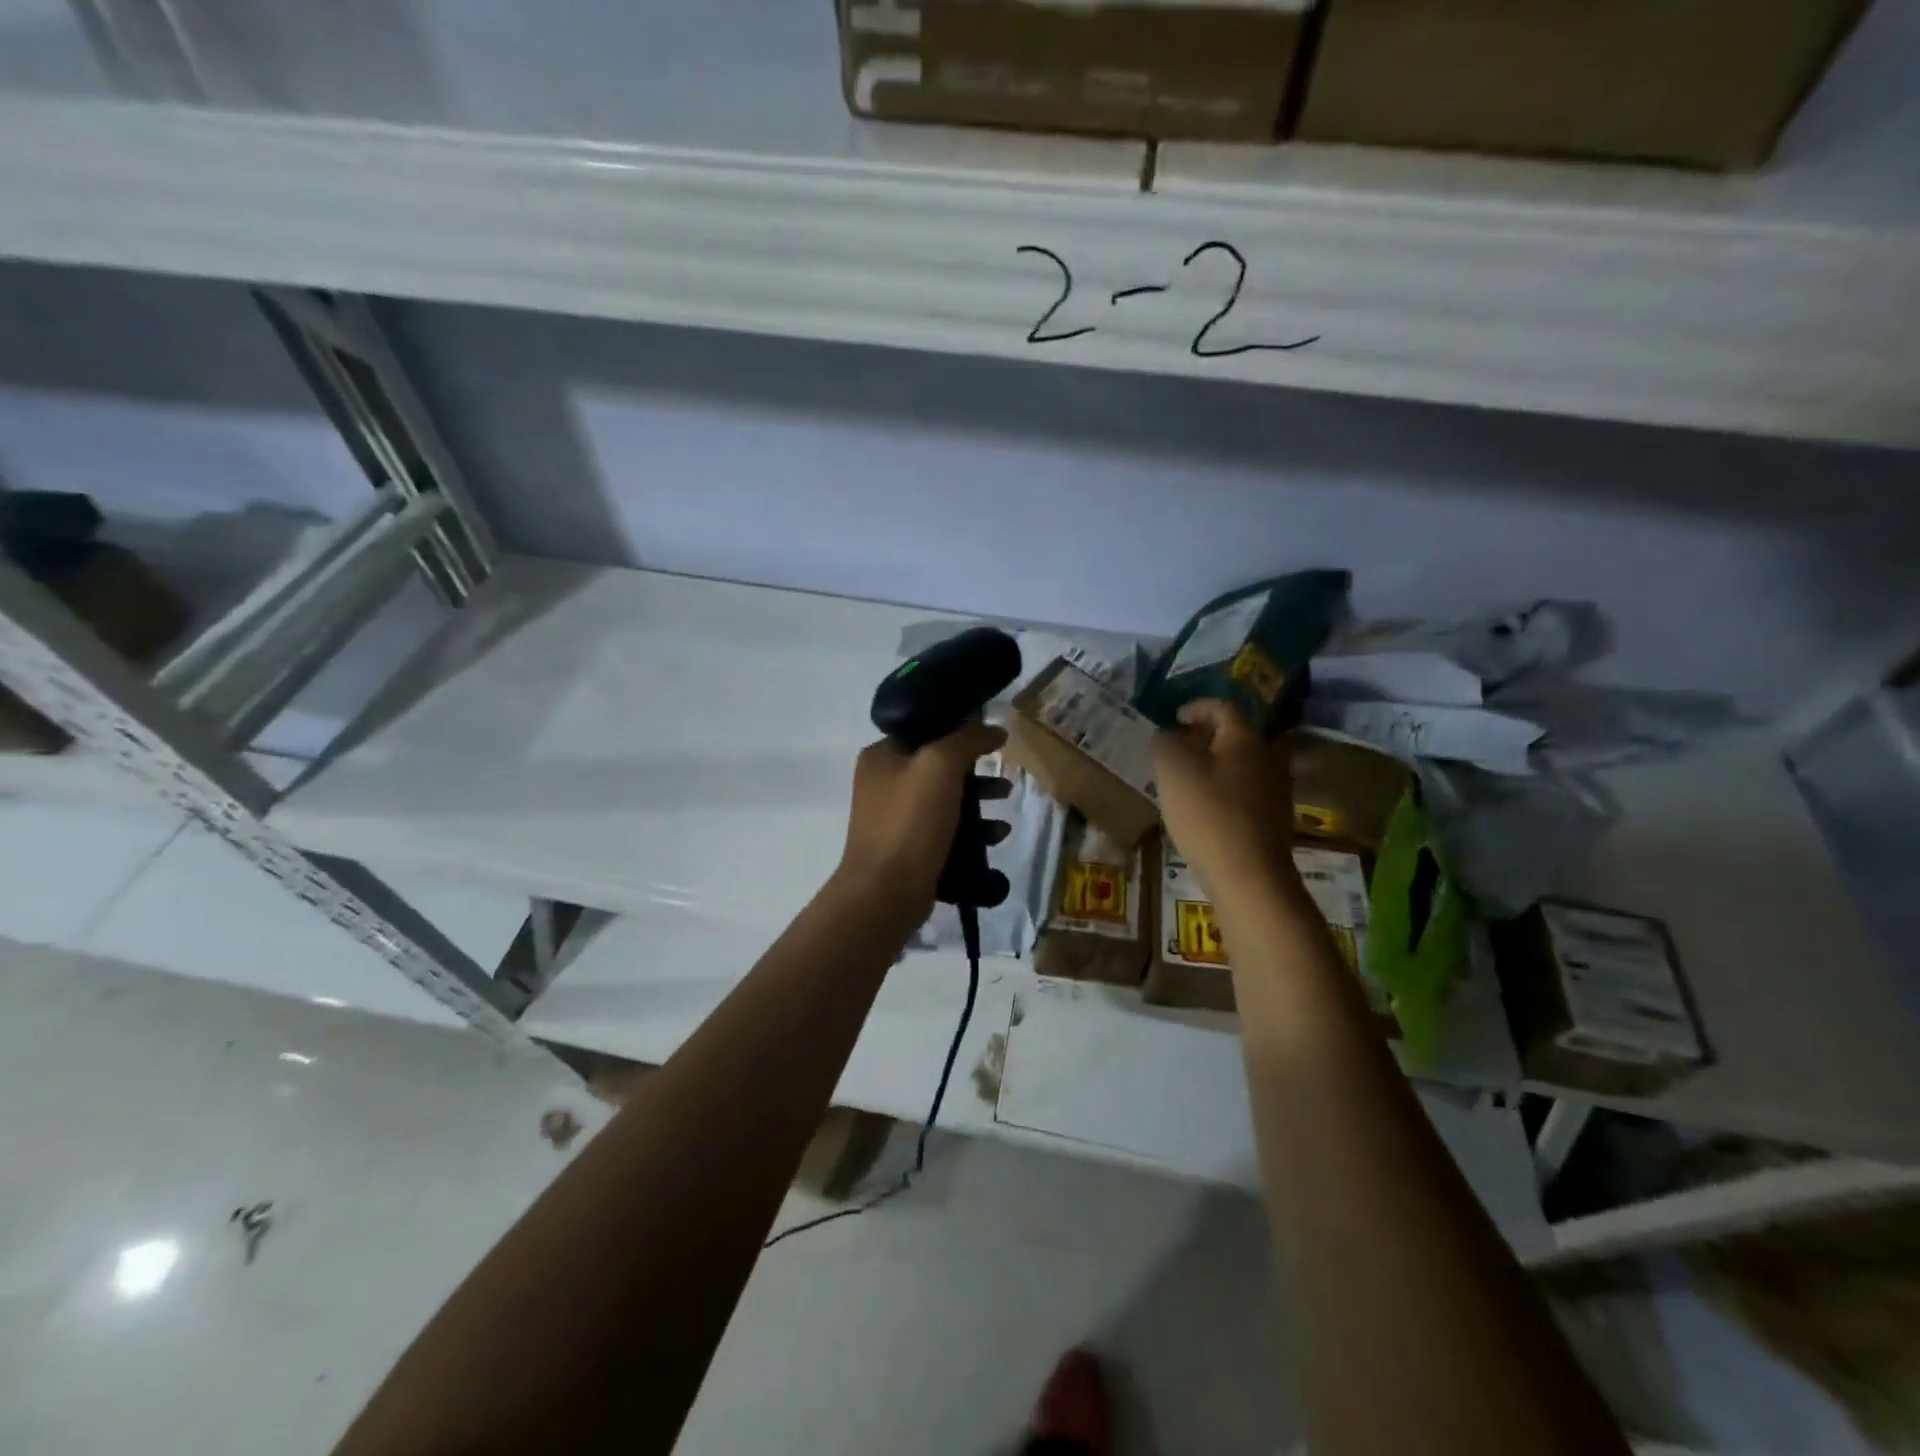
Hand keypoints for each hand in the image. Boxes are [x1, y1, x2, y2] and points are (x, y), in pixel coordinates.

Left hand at [835, 719, 1007, 921]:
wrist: (886, 893)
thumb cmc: (910, 821)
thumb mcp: (940, 765)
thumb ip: (967, 739)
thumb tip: (994, 727)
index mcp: (882, 756)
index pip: (925, 729)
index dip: (960, 730)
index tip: (992, 738)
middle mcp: (883, 783)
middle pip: (938, 766)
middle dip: (976, 770)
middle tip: (1004, 774)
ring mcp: (895, 819)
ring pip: (945, 799)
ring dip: (979, 799)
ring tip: (1007, 801)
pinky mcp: (909, 849)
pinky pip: (946, 830)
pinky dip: (972, 830)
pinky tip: (997, 836)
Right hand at [1153, 699, 1297, 900]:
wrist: (1248, 875)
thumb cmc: (1207, 814)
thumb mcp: (1172, 770)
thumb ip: (1164, 743)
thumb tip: (1167, 735)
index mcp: (1245, 738)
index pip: (1222, 707)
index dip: (1195, 708)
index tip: (1173, 718)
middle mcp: (1268, 757)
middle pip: (1235, 736)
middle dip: (1205, 738)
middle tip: (1177, 748)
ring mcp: (1276, 790)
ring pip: (1241, 765)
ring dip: (1215, 765)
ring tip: (1186, 779)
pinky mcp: (1274, 819)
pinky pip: (1246, 791)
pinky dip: (1224, 790)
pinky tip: (1204, 808)